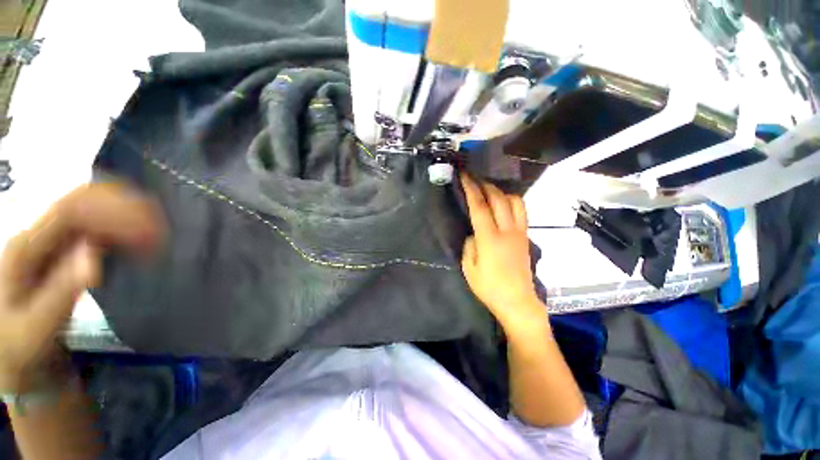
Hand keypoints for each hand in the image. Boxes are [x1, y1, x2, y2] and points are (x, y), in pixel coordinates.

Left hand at [0, 183, 162, 392]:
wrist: (12, 348)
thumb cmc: (21, 344)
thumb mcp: (35, 328)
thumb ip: (60, 292)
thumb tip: (94, 256)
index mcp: (27, 247)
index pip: (72, 211)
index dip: (116, 214)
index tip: (152, 234)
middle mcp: (40, 232)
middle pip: (85, 198)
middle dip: (128, 207)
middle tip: (162, 232)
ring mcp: (53, 236)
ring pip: (94, 203)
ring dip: (130, 211)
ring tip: (158, 233)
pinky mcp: (67, 243)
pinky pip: (99, 219)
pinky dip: (125, 220)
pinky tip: (141, 235)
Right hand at [460, 174, 547, 333]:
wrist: (517, 301)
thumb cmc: (489, 287)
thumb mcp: (469, 267)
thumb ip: (470, 245)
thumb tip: (474, 233)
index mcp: (490, 238)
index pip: (480, 207)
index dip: (471, 189)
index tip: (464, 176)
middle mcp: (507, 231)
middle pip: (499, 199)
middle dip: (485, 185)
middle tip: (474, 180)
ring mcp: (520, 233)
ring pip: (515, 202)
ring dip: (501, 192)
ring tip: (489, 192)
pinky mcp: (526, 237)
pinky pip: (521, 212)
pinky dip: (511, 202)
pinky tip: (502, 205)